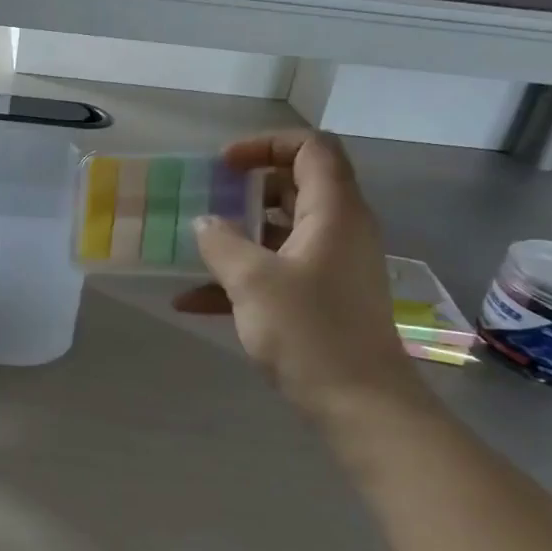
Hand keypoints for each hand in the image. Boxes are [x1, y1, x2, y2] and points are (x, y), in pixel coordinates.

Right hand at [174, 131, 424, 421]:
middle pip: (295, 187)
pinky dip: (241, 277)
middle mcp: (339, 231)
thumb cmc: (310, 331)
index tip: (224, 165)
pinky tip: (191, 301)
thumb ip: (222, 243)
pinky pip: (277, 272)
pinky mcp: (322, 299)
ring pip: (281, 232)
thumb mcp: (253, 281)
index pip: (311, 148)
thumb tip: (205, 222)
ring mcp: (331, 267)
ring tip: (192, 247)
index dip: (266, 145)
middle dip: (246, 190)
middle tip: (206, 199)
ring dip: (237, 236)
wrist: (360, 405)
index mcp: (334, 212)